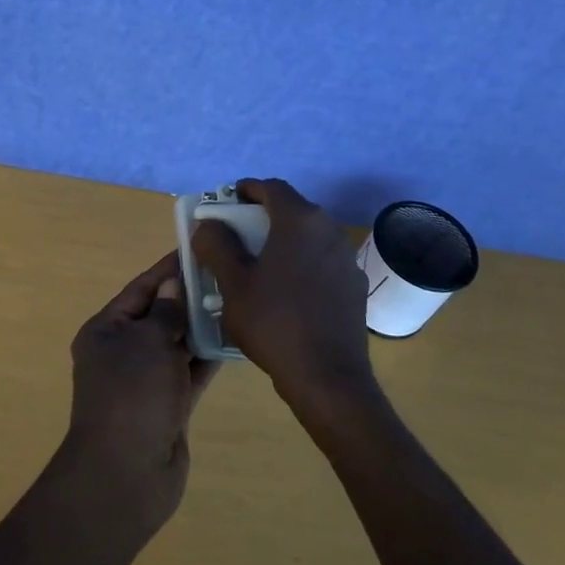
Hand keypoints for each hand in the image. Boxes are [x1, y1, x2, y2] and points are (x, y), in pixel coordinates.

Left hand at [62, 251, 216, 526]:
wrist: (126, 474)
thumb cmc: (132, 396)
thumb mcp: (147, 342)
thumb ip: (165, 312)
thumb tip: (173, 286)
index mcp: (106, 330)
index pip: (141, 288)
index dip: (169, 269)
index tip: (199, 248)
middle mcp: (123, 351)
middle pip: (160, 314)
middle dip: (190, 296)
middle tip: (230, 272)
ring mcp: (146, 381)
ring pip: (177, 343)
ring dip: (202, 326)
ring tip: (238, 299)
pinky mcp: (168, 405)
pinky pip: (190, 372)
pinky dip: (208, 356)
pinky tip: (236, 338)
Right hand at [190, 178, 379, 424]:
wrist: (327, 377)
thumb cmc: (274, 323)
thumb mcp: (233, 284)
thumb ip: (216, 246)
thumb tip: (209, 225)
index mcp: (299, 221)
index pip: (272, 187)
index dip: (247, 189)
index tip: (227, 200)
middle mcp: (329, 230)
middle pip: (292, 209)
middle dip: (262, 216)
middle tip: (236, 234)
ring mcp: (347, 258)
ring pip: (308, 236)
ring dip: (283, 240)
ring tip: (259, 264)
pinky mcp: (354, 285)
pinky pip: (322, 261)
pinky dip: (301, 263)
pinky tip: (286, 291)